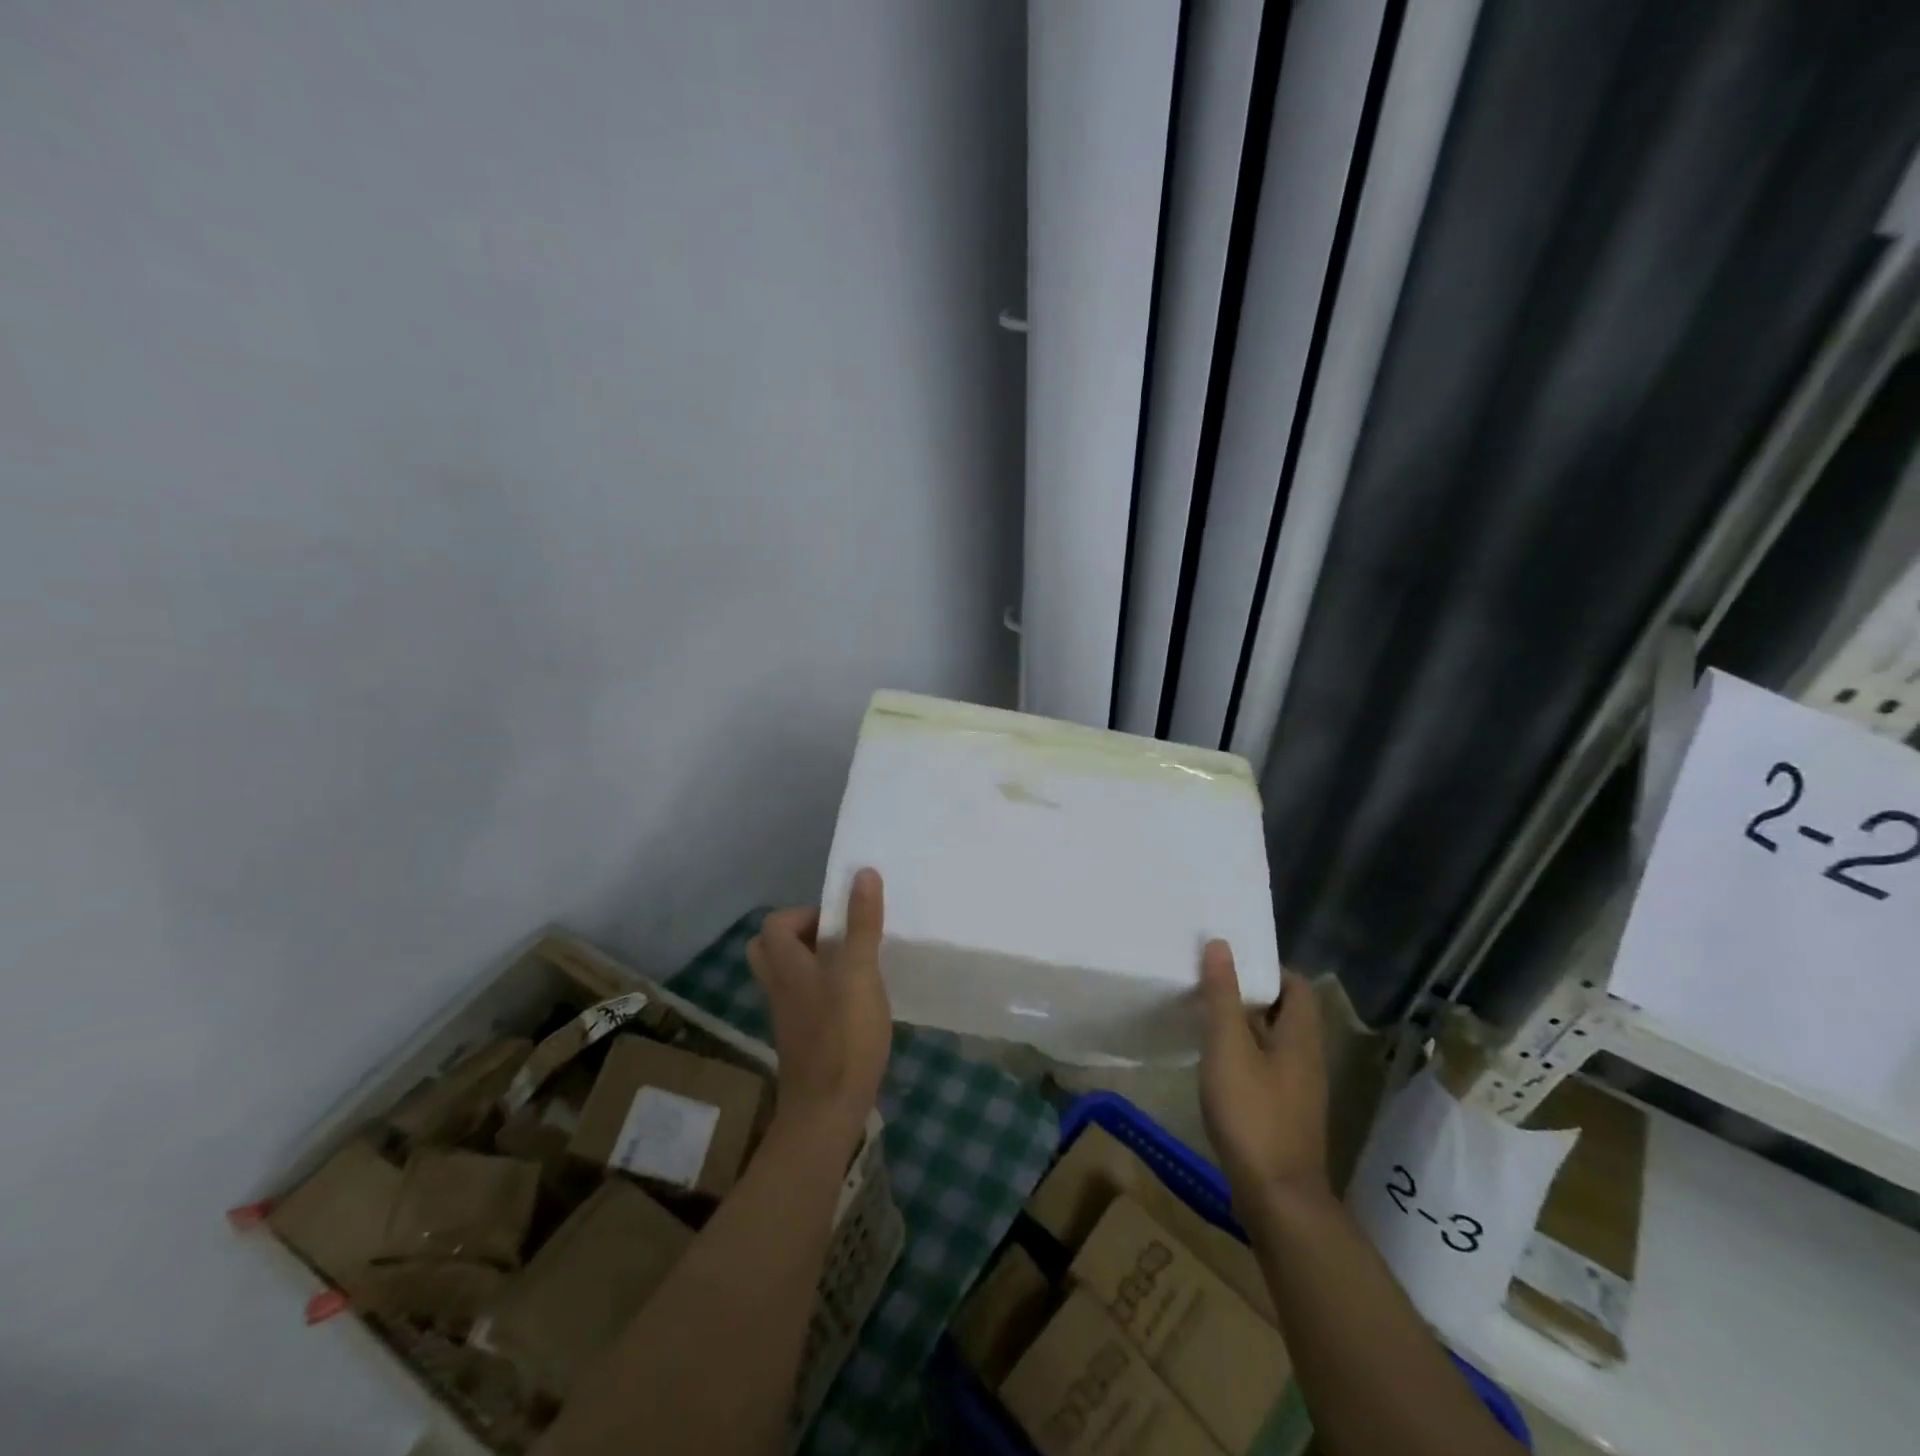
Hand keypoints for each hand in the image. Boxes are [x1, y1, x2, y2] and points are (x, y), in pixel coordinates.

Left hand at [746, 868, 892, 1147]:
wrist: (827, 1112)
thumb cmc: (843, 1035)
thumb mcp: (859, 972)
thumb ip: (861, 923)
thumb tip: (863, 873)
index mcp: (786, 966)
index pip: (774, 924)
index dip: (804, 913)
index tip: (840, 920)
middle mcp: (780, 988)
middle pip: (773, 950)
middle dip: (803, 936)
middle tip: (840, 939)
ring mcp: (789, 1017)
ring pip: (790, 976)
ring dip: (816, 963)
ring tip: (855, 965)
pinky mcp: (803, 1040)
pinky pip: (805, 1001)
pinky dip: (824, 991)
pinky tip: (857, 1000)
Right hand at [1197, 940, 1329, 1209]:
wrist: (1277, 1198)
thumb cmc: (1253, 1113)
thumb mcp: (1229, 1047)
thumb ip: (1223, 996)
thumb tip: (1220, 944)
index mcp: (1300, 1036)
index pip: (1296, 985)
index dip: (1267, 967)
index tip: (1230, 961)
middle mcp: (1306, 1058)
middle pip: (1284, 1011)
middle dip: (1249, 994)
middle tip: (1209, 982)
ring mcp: (1297, 1089)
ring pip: (1272, 1041)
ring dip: (1243, 1024)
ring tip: (1205, 1015)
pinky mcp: (1283, 1113)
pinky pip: (1265, 1067)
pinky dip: (1242, 1054)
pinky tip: (1214, 1061)